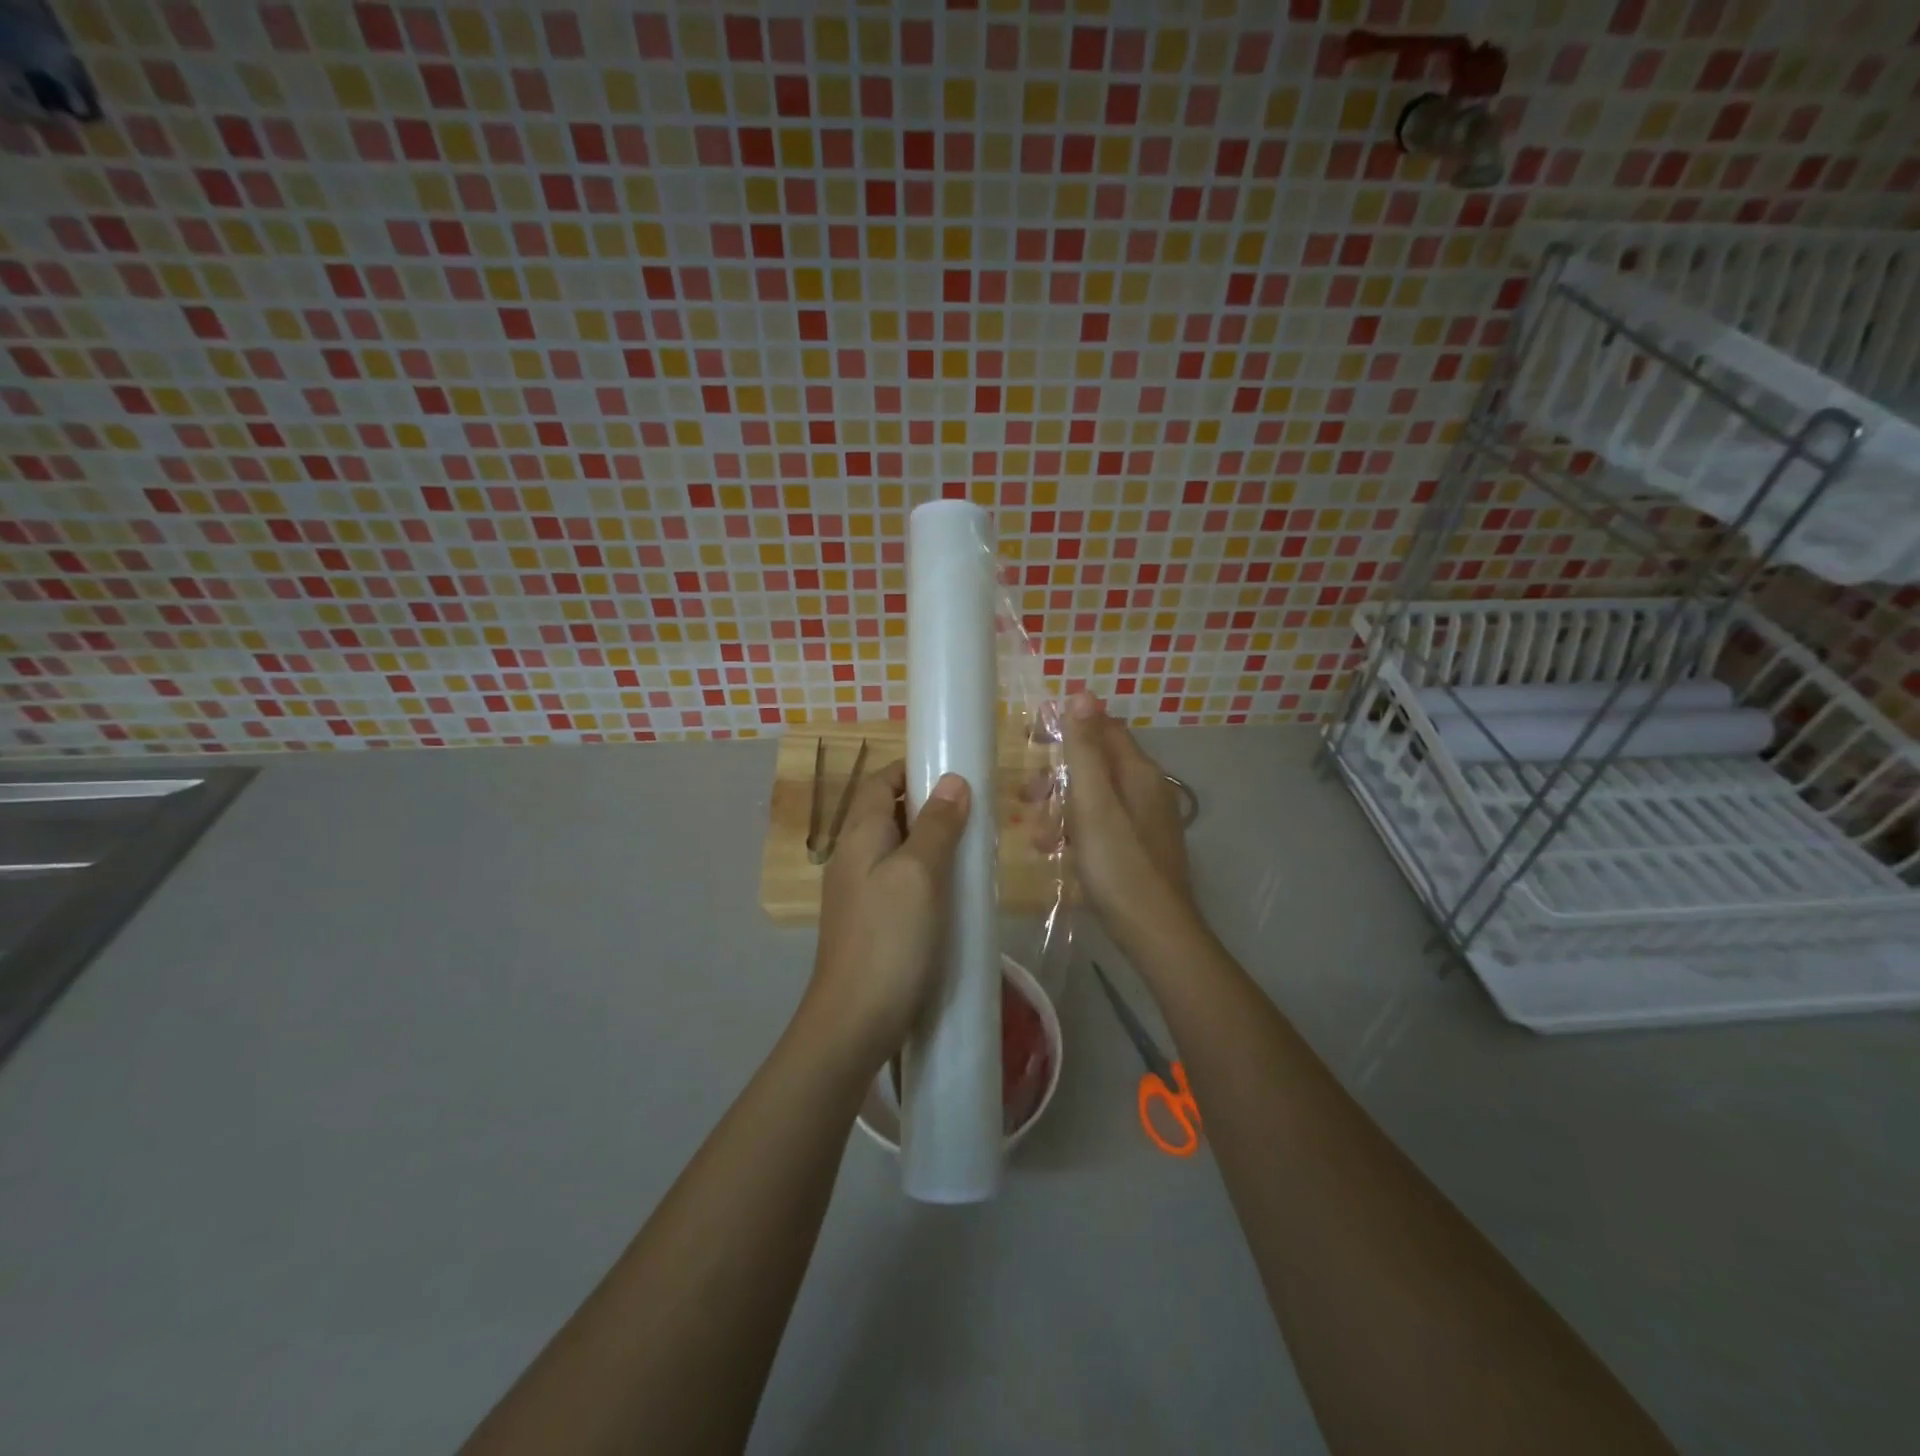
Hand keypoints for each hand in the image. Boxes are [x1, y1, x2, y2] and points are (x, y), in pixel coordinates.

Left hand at [802, 759, 971, 1075]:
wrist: (855, 1020)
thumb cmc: (890, 939)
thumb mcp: (920, 874)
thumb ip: (936, 825)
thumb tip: (953, 781)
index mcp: (860, 835)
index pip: (881, 781)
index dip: (913, 768)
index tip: (954, 770)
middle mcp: (853, 856)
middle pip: (888, 812)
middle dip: (928, 804)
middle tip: (974, 811)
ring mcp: (858, 891)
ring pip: (896, 847)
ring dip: (930, 840)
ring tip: (971, 847)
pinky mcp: (871, 921)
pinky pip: (899, 879)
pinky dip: (926, 872)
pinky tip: (953, 890)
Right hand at [1045, 694, 1198, 945]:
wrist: (1155, 932)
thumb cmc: (1119, 865)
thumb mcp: (1093, 804)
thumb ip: (1085, 750)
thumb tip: (1081, 694)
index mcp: (1138, 773)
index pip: (1101, 728)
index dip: (1065, 726)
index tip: (1028, 737)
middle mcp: (1146, 789)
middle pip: (1094, 764)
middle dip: (1055, 777)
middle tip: (1024, 795)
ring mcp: (1144, 820)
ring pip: (1093, 797)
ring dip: (1059, 809)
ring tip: (1038, 839)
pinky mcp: (1138, 847)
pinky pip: (1100, 824)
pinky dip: (1075, 831)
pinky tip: (1055, 853)